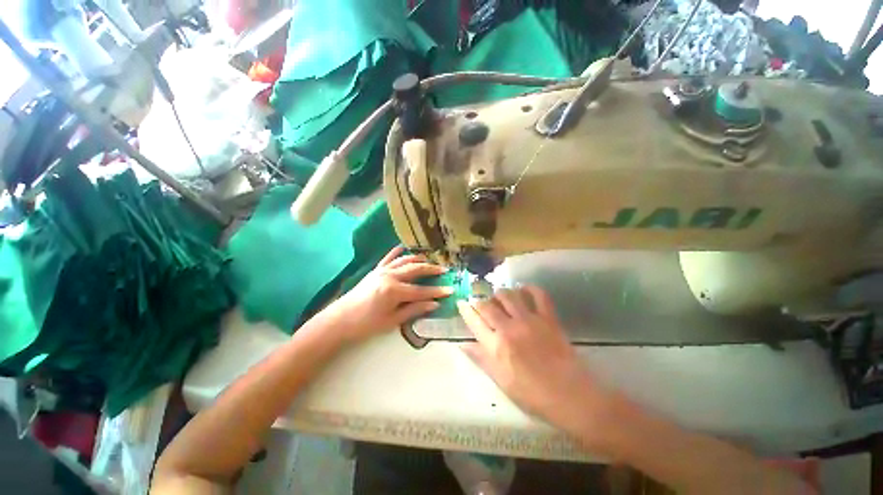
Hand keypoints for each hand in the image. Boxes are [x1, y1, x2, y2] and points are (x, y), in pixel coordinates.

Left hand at [325, 246, 452, 343]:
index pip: (421, 291)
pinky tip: (404, 247)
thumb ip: (414, 310)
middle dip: (432, 269)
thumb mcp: (392, 321)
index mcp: (394, 291)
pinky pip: (389, 257)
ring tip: (430, 260)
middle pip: (416, 270)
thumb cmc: (366, 324)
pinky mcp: (376, 269)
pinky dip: (398, 252)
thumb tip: (434, 304)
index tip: (450, 290)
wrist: (340, 319)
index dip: (437, 291)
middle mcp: (390, 276)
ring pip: (405, 260)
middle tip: (444, 270)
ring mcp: (382, 270)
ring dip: (418, 259)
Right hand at [457, 287, 605, 433]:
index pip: (474, 321)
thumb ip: (481, 359)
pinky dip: (530, 288)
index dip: (465, 310)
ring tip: (499, 297)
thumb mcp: (501, 380)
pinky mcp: (548, 318)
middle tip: (480, 302)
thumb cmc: (532, 394)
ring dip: (500, 293)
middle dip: (480, 301)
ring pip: (509, 295)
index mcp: (496, 346)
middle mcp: (509, 328)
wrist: (570, 395)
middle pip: (488, 305)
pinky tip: (524, 289)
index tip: (462, 303)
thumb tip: (463, 344)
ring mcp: (530, 320)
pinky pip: (538, 295)